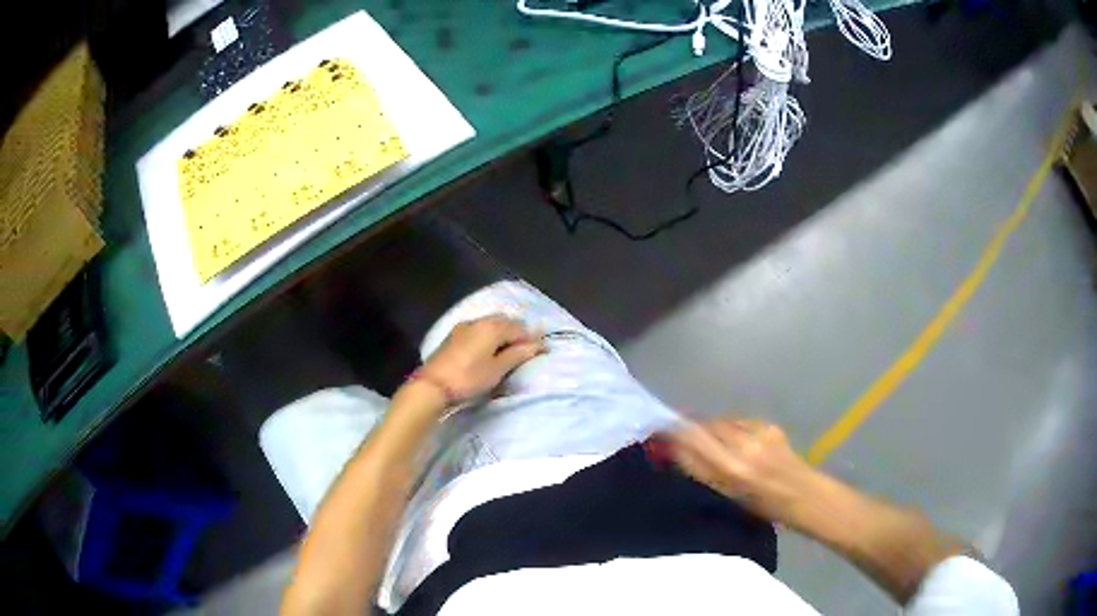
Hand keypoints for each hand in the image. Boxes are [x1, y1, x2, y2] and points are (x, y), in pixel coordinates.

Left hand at [417, 315, 544, 404]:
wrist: (432, 385)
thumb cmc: (469, 378)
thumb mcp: (497, 369)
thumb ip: (518, 354)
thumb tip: (538, 345)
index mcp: (492, 326)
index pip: (520, 327)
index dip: (531, 339)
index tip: (540, 352)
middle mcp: (479, 320)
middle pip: (505, 322)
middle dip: (517, 333)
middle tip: (524, 352)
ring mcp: (464, 326)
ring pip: (490, 324)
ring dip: (502, 334)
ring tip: (507, 353)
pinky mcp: (454, 335)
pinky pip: (478, 329)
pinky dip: (488, 336)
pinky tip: (488, 350)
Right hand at [668, 417, 817, 523]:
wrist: (802, 495)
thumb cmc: (762, 507)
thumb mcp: (727, 495)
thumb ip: (702, 471)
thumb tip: (674, 451)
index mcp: (730, 471)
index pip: (691, 443)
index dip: (672, 435)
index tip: (656, 433)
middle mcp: (741, 448)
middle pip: (703, 427)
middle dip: (687, 428)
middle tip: (675, 433)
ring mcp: (757, 433)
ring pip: (720, 421)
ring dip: (708, 427)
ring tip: (705, 437)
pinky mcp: (769, 425)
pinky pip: (739, 420)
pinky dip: (730, 426)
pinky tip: (732, 436)